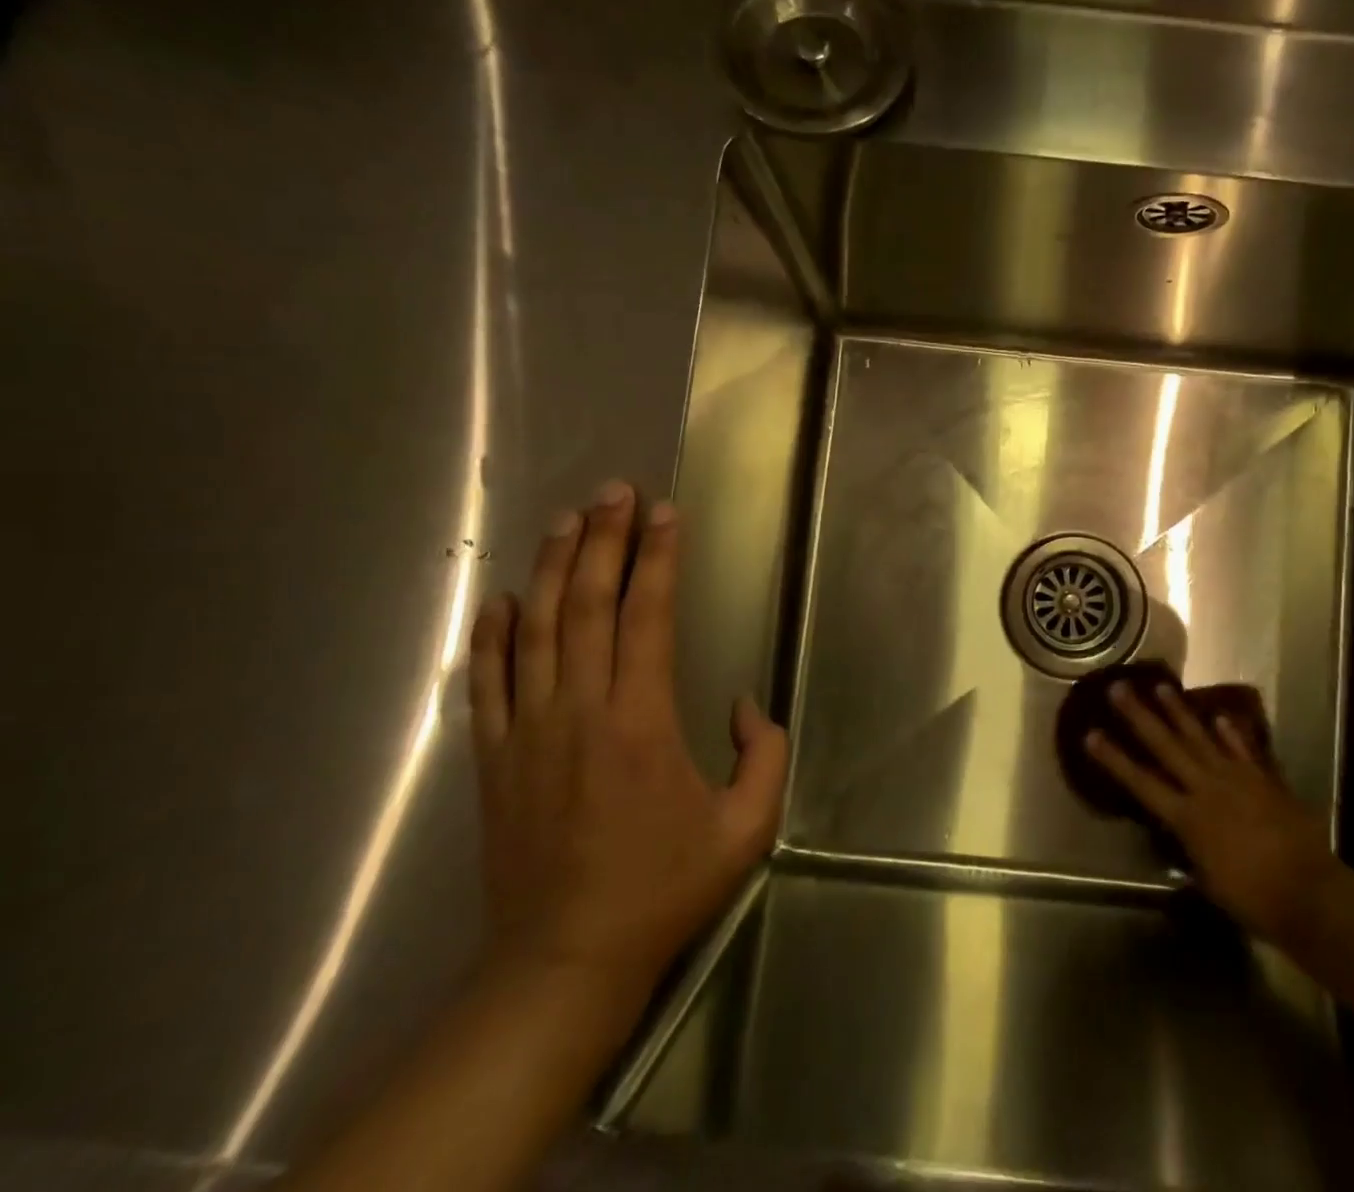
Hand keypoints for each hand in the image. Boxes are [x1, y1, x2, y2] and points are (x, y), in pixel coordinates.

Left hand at [467, 480, 787, 1002]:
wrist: (563, 963)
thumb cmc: (662, 890)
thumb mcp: (746, 829)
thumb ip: (764, 754)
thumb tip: (744, 704)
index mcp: (641, 721)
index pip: (648, 616)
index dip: (659, 558)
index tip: (666, 512)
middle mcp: (580, 710)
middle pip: (588, 606)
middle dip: (605, 541)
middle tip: (615, 492)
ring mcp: (528, 732)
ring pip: (535, 630)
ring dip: (553, 568)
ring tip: (568, 520)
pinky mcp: (495, 759)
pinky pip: (487, 682)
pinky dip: (492, 636)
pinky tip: (502, 598)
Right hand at [1086, 681, 1333, 944]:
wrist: (1309, 893)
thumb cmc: (1251, 898)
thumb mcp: (1207, 880)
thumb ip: (1190, 849)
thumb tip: (1180, 835)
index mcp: (1186, 817)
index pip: (1141, 782)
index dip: (1114, 759)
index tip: (1091, 734)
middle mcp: (1206, 788)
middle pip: (1166, 746)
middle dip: (1139, 716)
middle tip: (1119, 687)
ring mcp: (1236, 779)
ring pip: (1200, 737)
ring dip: (1178, 711)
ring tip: (1161, 686)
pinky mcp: (1263, 779)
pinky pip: (1242, 749)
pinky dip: (1231, 733)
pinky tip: (1220, 716)